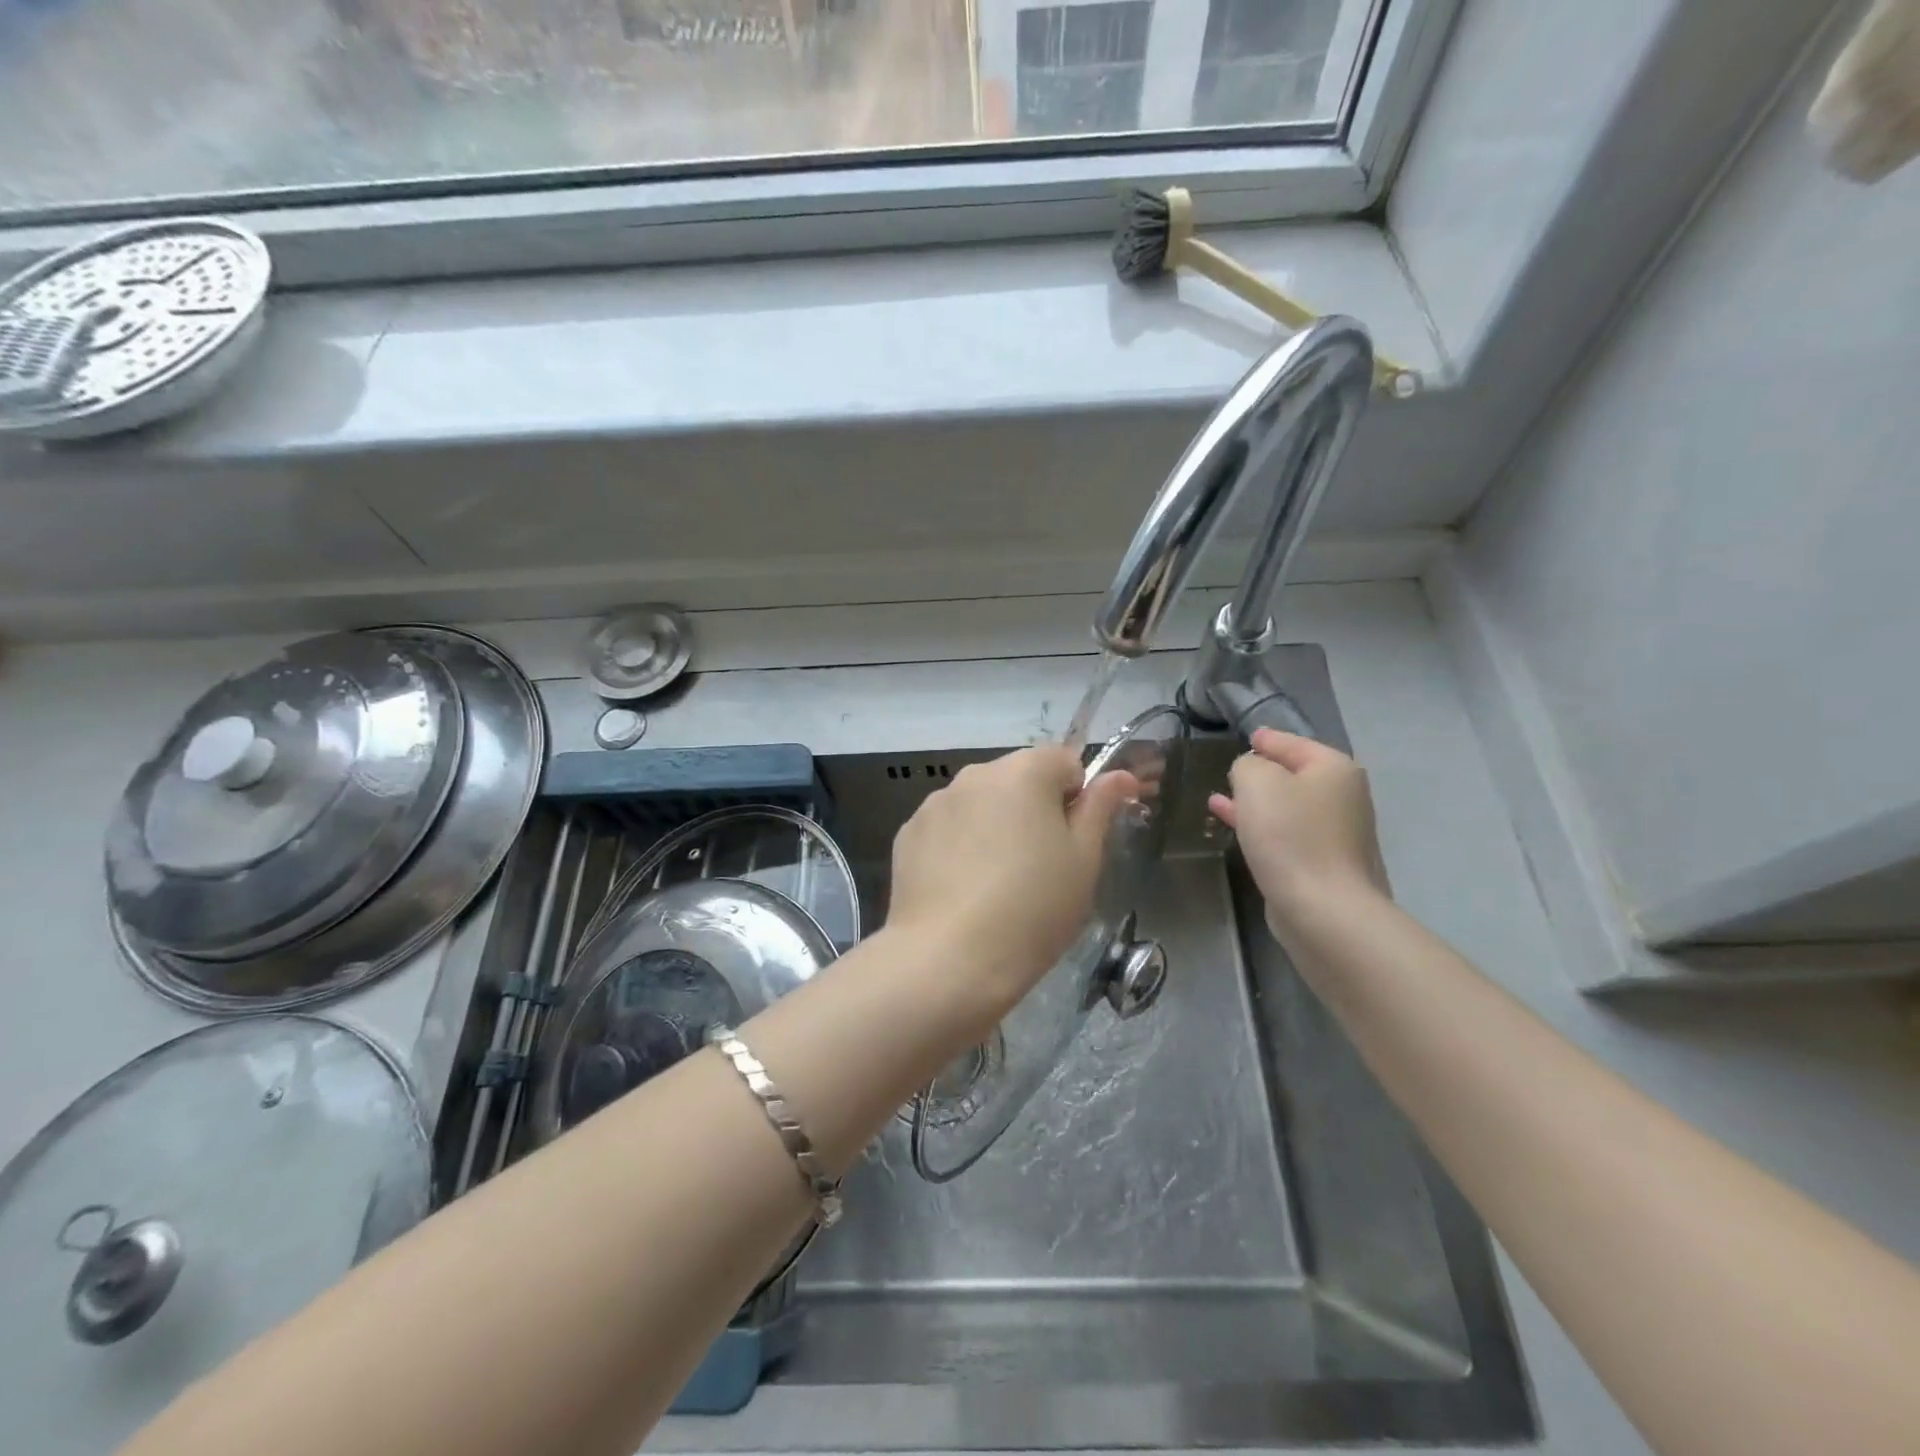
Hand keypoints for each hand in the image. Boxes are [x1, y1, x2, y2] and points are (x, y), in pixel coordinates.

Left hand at [887, 746, 1138, 1029]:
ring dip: (994, 826)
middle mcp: (975, 774)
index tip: (1074, 843)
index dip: (1077, 798)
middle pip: (1018, 780)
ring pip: (980, 804)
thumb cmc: (1032, 909)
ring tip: (996, 884)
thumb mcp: (1084, 861)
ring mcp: (935, 803)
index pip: (1064, 762)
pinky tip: (962, 891)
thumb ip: (1101, 808)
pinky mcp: (907, 834)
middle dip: (1034, 810)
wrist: (949, 960)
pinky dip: (959, 846)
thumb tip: (1120, 775)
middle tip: (1041, 868)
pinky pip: (947, 829)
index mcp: (1023, 771)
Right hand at [1208, 729, 1390, 939]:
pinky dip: (1261, 827)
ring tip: (1220, 798)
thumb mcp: (1256, 782)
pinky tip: (1234, 828)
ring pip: (1287, 807)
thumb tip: (1250, 771)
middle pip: (1293, 774)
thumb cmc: (1290, 836)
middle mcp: (1342, 797)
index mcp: (1333, 769)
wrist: (1323, 909)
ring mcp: (1336, 833)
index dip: (1267, 739)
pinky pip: (1285, 835)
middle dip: (1260, 773)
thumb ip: (1247, 765)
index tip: (1247, 737)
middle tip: (1231, 769)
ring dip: (1255, 803)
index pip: (1293, 742)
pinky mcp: (1322, 865)